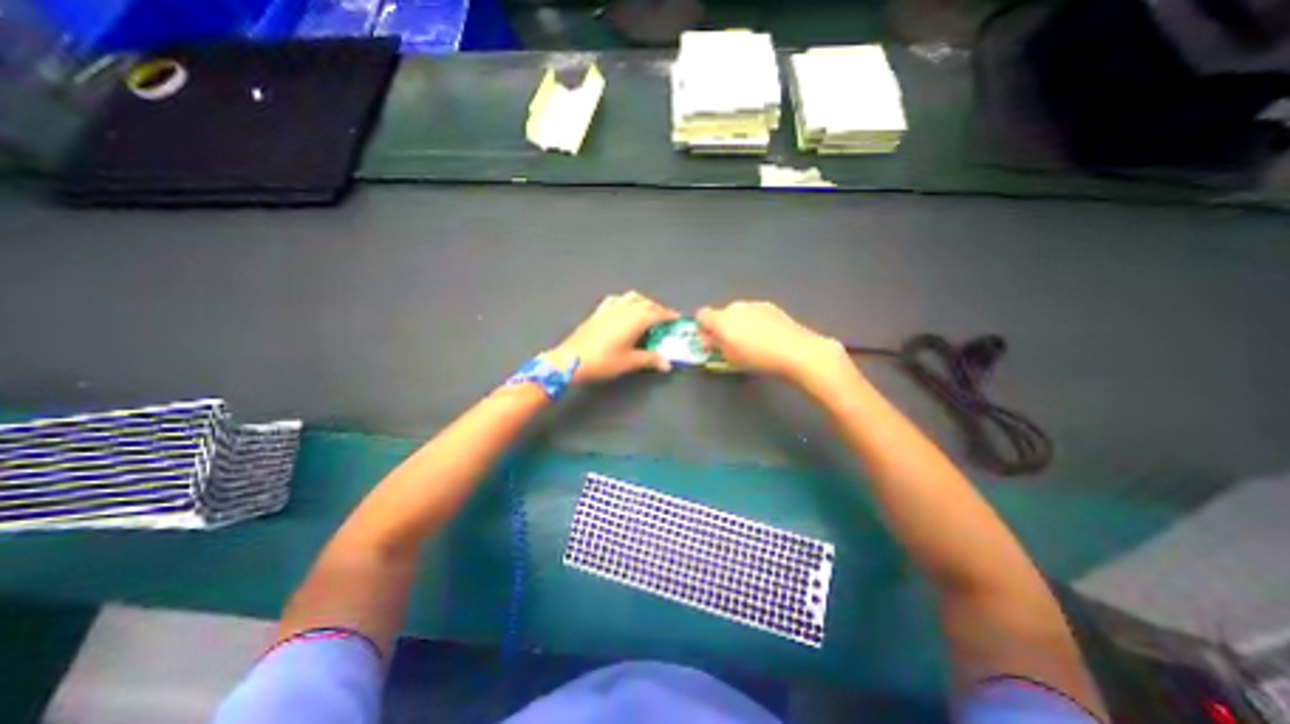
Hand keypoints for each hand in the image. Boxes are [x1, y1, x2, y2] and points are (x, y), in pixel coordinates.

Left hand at [547, 291, 685, 387]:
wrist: (572, 360)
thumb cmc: (604, 361)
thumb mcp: (630, 362)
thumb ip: (650, 359)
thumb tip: (666, 364)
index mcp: (636, 318)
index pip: (658, 313)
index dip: (669, 315)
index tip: (677, 319)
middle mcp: (625, 308)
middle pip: (646, 302)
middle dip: (658, 309)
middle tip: (664, 320)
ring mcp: (610, 307)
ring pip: (632, 297)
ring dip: (643, 303)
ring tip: (646, 314)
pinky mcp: (598, 311)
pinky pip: (617, 300)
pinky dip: (626, 302)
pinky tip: (624, 310)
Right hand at [703, 299, 852, 388]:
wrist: (794, 350)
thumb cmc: (756, 358)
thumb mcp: (729, 358)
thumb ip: (715, 345)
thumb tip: (710, 339)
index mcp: (721, 319)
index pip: (701, 315)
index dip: (703, 328)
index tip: (709, 341)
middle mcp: (735, 307)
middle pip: (721, 314)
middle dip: (722, 327)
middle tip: (730, 345)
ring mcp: (754, 304)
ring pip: (739, 313)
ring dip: (739, 324)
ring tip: (751, 342)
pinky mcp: (770, 306)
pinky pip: (755, 313)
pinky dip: (755, 322)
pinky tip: (766, 336)